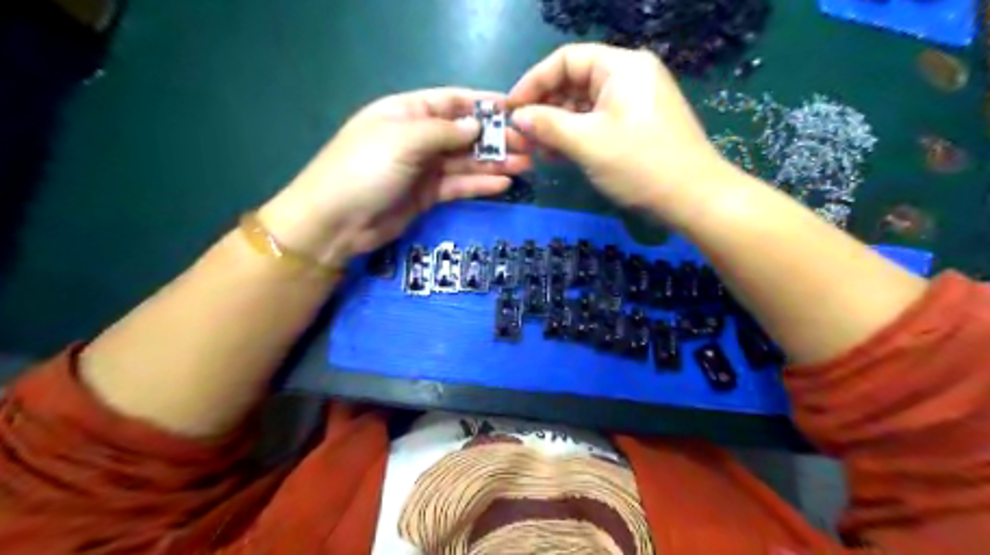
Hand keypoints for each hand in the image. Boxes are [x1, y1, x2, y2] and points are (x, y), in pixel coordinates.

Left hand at [258, 87, 528, 263]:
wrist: (336, 222)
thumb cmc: (365, 169)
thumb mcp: (403, 140)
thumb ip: (443, 132)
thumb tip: (477, 126)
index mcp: (407, 113)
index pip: (451, 102)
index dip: (482, 105)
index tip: (515, 110)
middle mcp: (418, 138)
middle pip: (463, 134)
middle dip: (495, 139)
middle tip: (528, 146)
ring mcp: (423, 169)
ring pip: (465, 162)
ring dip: (494, 163)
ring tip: (526, 165)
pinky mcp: (427, 195)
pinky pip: (458, 185)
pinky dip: (480, 184)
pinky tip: (504, 184)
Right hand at [511, 41, 732, 224]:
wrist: (694, 198)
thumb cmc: (640, 164)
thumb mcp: (588, 142)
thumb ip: (548, 125)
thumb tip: (518, 117)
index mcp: (621, 67)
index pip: (566, 60)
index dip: (533, 82)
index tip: (511, 109)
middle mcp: (629, 77)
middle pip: (574, 83)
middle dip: (545, 108)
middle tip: (522, 136)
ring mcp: (634, 103)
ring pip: (584, 107)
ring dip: (558, 127)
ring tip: (536, 150)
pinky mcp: (636, 127)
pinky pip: (598, 123)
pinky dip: (576, 137)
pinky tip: (558, 155)